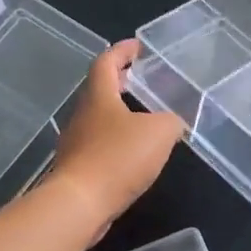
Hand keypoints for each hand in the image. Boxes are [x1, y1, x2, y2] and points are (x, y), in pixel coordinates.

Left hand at [49, 40, 184, 236]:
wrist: (79, 204)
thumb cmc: (117, 158)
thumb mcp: (159, 133)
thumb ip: (171, 121)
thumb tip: (174, 123)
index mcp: (99, 97)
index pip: (106, 62)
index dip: (121, 51)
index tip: (137, 46)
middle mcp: (83, 115)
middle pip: (99, 90)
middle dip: (119, 81)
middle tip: (140, 77)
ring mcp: (76, 143)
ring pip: (98, 119)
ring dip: (118, 113)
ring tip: (142, 117)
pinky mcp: (78, 169)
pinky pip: (99, 145)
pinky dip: (116, 141)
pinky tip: (133, 153)